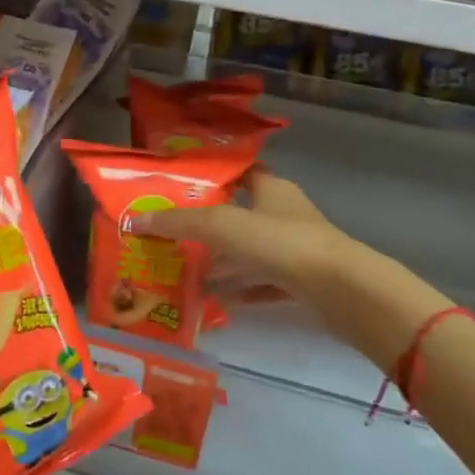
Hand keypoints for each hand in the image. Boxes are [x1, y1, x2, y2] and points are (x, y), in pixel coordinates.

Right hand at [137, 170, 448, 353]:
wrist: (342, 290)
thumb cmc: (280, 243)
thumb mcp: (221, 226)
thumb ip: (178, 223)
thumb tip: (133, 220)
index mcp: (271, 189)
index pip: (240, 171)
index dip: (212, 176)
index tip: (179, 188)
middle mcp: (284, 214)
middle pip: (240, 215)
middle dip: (208, 226)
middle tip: (172, 235)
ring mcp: (295, 250)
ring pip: (250, 253)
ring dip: (222, 262)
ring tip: (185, 271)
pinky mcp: (301, 282)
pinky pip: (262, 284)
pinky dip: (240, 290)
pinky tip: (216, 302)